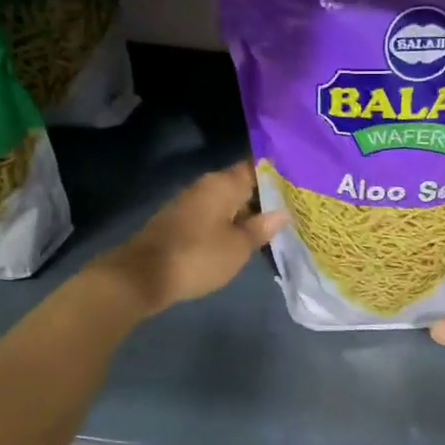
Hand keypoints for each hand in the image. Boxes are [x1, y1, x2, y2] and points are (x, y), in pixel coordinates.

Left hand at [97, 162, 286, 316]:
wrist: (143, 276)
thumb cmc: (198, 256)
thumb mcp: (238, 246)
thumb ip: (262, 228)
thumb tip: (283, 213)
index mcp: (223, 183)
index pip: (257, 168)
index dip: (279, 176)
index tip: (301, 186)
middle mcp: (207, 186)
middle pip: (243, 185)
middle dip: (266, 197)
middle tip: (296, 209)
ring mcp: (192, 204)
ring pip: (229, 203)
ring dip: (249, 213)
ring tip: (276, 226)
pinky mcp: (182, 223)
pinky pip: (215, 217)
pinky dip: (232, 224)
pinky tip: (246, 238)